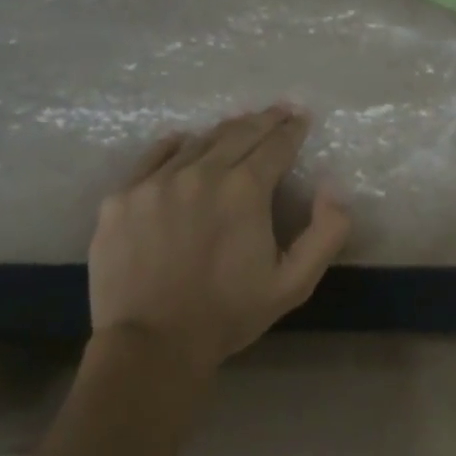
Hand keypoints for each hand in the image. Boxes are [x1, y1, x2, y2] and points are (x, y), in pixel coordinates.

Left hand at [88, 106, 351, 371]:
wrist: (151, 344)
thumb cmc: (228, 315)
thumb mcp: (293, 283)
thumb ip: (325, 233)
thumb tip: (333, 188)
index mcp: (244, 191)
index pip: (275, 145)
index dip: (292, 129)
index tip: (300, 118)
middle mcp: (200, 173)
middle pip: (238, 133)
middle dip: (263, 120)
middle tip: (278, 110)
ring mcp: (156, 182)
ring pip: (197, 142)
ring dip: (223, 132)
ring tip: (237, 125)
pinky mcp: (122, 197)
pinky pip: (153, 157)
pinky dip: (175, 145)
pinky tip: (183, 141)